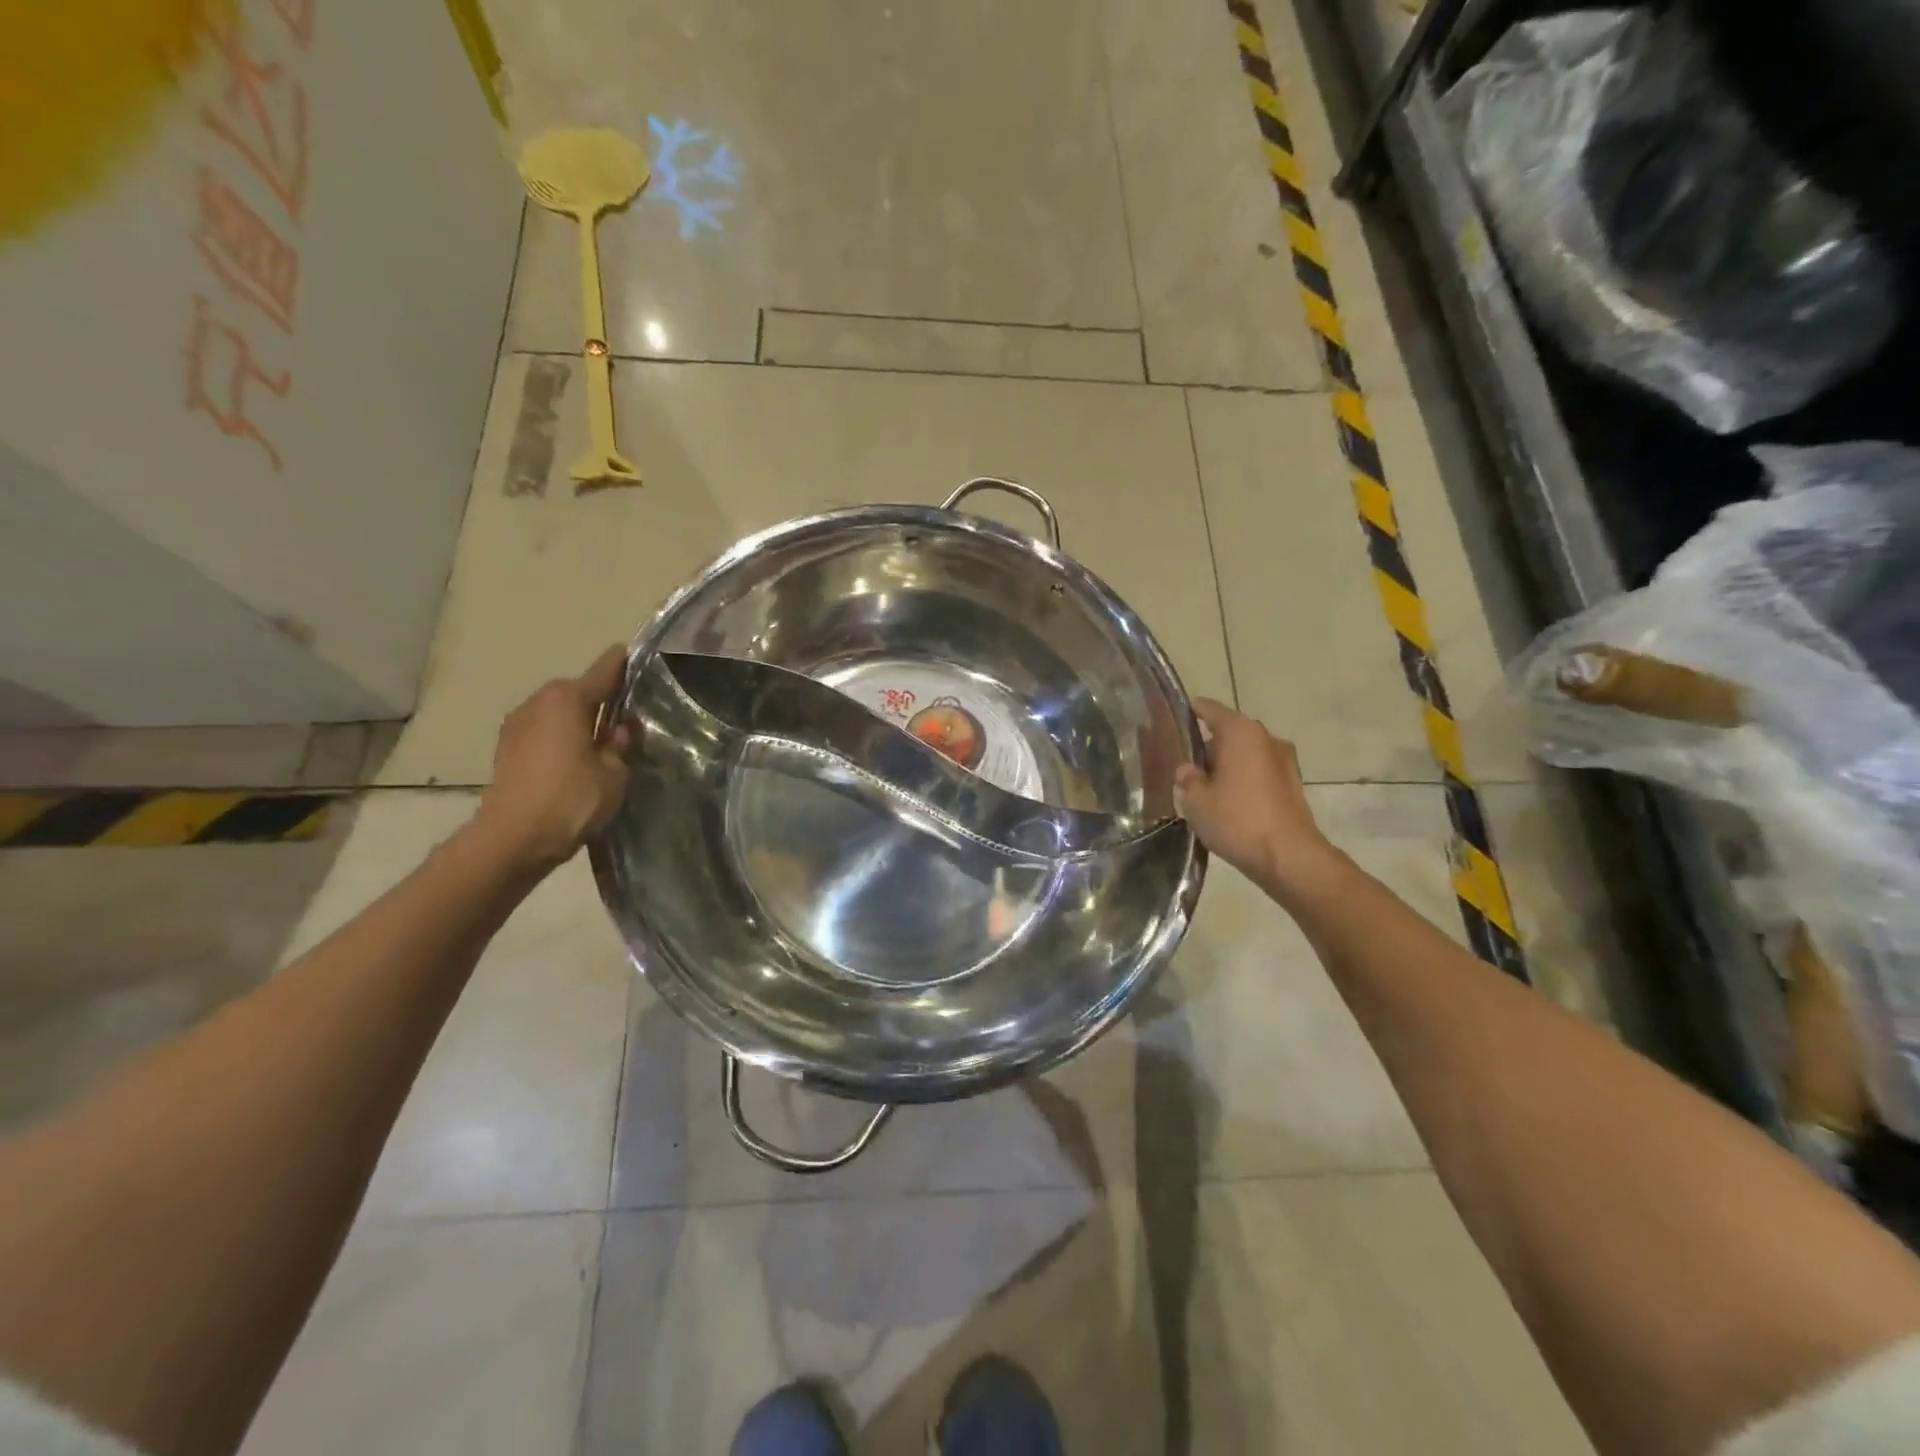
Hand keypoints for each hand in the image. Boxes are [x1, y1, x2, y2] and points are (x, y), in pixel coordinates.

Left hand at [474, 645, 633, 873]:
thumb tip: (618, 729)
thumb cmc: (571, 799)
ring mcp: (517, 724)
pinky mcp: (507, 748)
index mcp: (567, 699)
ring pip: (559, 712)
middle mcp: (538, 701)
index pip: (604, 671)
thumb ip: (620, 743)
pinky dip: (562, 738)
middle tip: (629, 718)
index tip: (638, 656)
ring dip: (580, 721)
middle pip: (578, 691)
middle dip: (602, 700)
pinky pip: (544, 731)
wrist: (513, 838)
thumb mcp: (614, 772)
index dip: (624, 664)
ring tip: (604, 743)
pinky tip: (578, 760)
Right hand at [1175, 698, 1342, 901]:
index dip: (1189, 713)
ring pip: (1245, 754)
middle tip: (1182, 765)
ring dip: (1226, 766)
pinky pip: (1259, 772)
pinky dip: (1243, 780)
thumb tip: (1188, 770)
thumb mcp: (1196, 800)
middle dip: (1206, 746)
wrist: (1288, 857)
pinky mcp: (1292, 784)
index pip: (1209, 709)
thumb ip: (1187, 778)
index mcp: (1240, 731)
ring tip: (1203, 787)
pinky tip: (1227, 802)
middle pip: (1228, 732)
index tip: (1171, 722)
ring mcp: (1284, 761)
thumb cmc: (1237, 820)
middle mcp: (1265, 737)